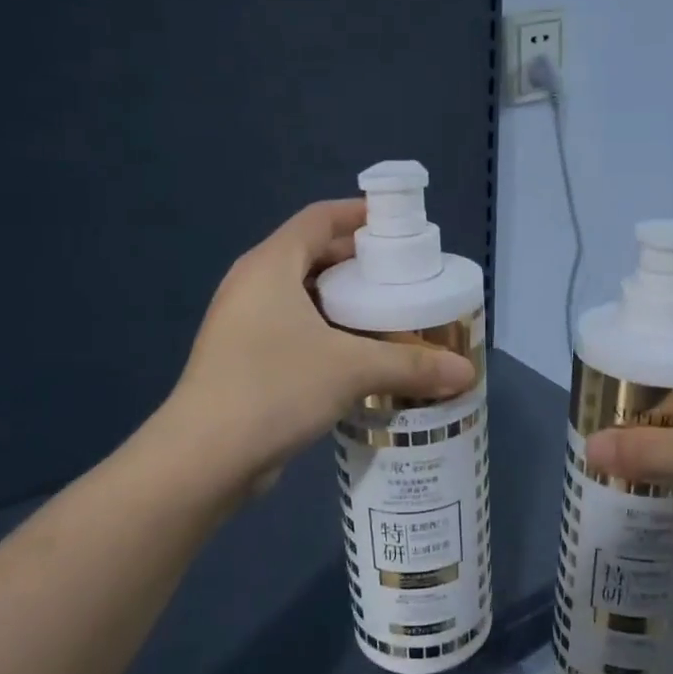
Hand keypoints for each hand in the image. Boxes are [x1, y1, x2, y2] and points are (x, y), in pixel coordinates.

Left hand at [164, 200, 475, 487]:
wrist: (205, 458)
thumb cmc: (275, 388)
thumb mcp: (351, 370)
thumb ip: (411, 365)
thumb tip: (467, 372)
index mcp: (270, 266)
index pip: (319, 219)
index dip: (359, 215)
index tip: (399, 227)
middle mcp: (253, 286)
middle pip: (313, 256)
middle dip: (359, 265)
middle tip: (405, 279)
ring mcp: (244, 325)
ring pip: (304, 299)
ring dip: (345, 305)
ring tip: (391, 317)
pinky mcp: (245, 361)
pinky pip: (295, 332)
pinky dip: (328, 336)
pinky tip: (360, 359)